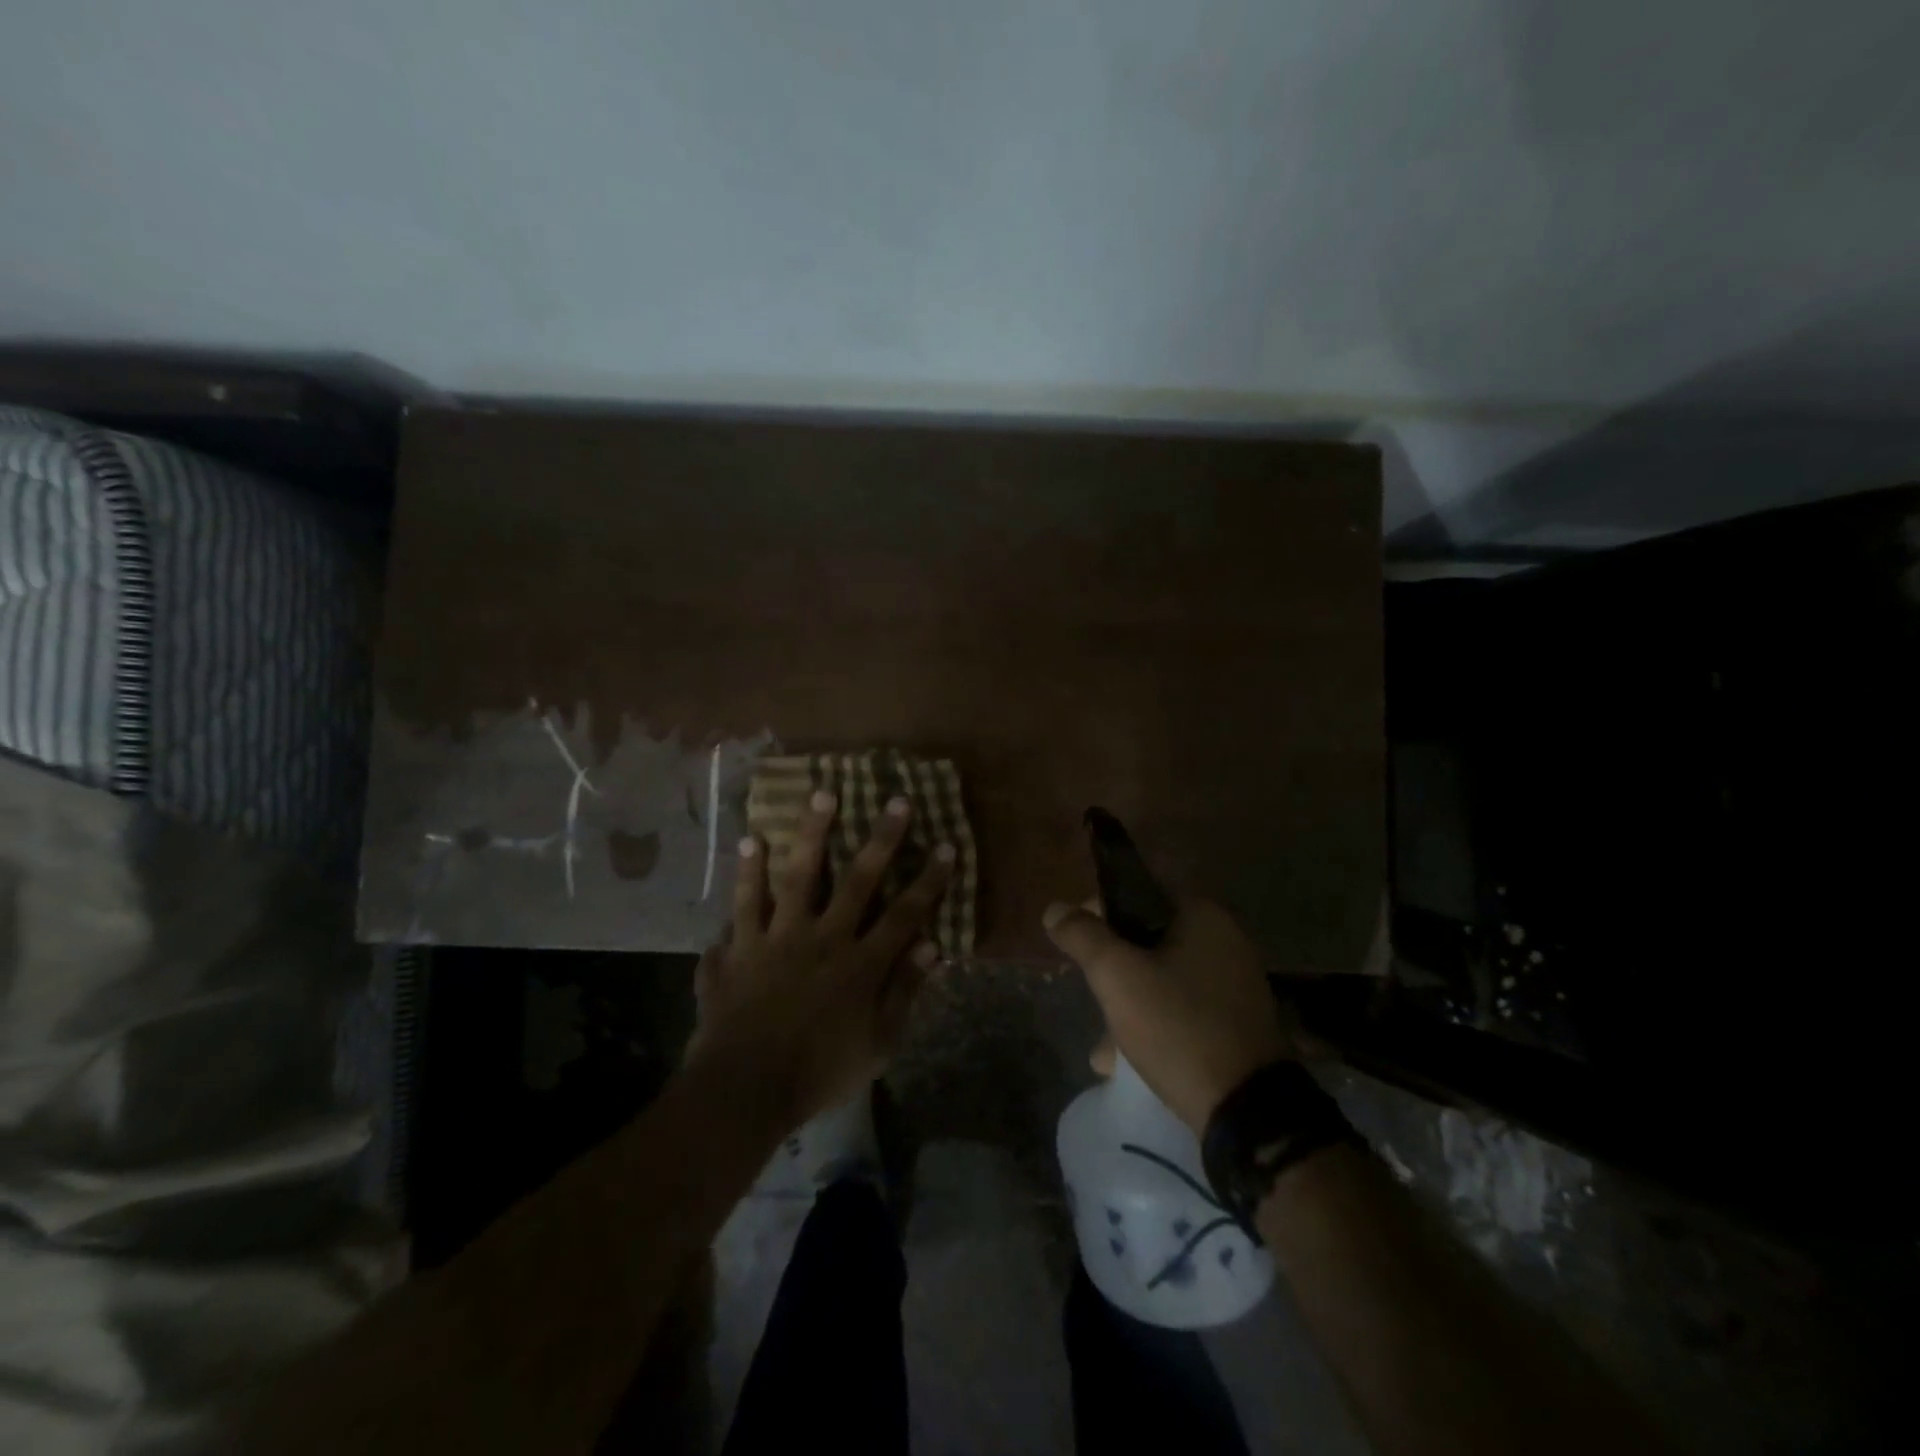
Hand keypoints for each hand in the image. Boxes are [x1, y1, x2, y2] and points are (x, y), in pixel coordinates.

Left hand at [689, 789, 953, 1129]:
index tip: (946, 846)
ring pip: (798, 876)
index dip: (929, 880)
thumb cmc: (818, 1073)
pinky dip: (746, 874)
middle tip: (896, 801)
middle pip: (858, 881)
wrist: (745, 1091)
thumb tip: (931, 946)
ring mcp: (778, 939)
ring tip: (821, 795)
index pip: (905, 914)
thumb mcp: (877, 1045)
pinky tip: (748, 840)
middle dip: (882, 840)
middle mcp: (823, 939)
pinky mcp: (741, 947)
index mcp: (860, 965)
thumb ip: (902, 993)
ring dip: (811, 834)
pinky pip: (743, 904)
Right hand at [1044, 897, 1292, 1134]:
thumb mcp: (1117, 976)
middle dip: (1111, 970)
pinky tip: (1127, 1063)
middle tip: (1091, 996)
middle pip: (1146, 940)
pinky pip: (1182, 1011)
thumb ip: (1082, 936)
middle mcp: (1225, 941)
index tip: (1075, 944)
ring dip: (1128, 1004)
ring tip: (1103, 1048)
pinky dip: (1154, 1025)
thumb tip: (1055, 909)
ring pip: (1161, 979)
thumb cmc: (1178, 1027)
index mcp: (1202, 916)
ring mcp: (1234, 985)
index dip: (1097, 913)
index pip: (1136, 893)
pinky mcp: (1237, 1025)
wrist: (1248, 1113)